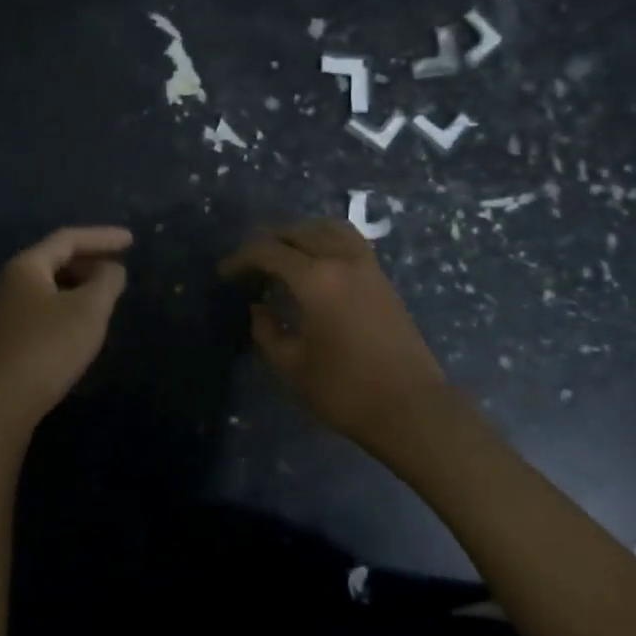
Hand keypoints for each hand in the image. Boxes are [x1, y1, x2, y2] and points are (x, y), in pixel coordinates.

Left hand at [0, 226, 132, 430]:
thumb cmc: (47, 347)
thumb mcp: (88, 310)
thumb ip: (106, 281)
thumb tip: (111, 269)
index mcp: (26, 266)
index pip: (68, 239)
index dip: (102, 237)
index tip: (131, 241)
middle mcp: (7, 281)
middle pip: (53, 260)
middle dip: (89, 261)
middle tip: (117, 271)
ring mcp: (1, 311)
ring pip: (46, 287)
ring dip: (77, 286)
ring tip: (103, 298)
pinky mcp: (2, 338)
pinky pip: (39, 309)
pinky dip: (64, 307)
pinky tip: (78, 327)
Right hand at [220, 219, 447, 453]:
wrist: (411, 407)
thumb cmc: (344, 390)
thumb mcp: (291, 366)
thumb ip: (267, 332)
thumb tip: (260, 308)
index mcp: (315, 278)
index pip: (268, 251)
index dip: (241, 259)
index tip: (224, 275)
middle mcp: (342, 260)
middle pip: (298, 231)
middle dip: (268, 243)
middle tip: (249, 266)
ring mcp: (367, 266)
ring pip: (328, 228)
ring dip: (300, 235)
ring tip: (283, 257)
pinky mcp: (383, 278)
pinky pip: (348, 242)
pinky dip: (325, 241)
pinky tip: (316, 266)